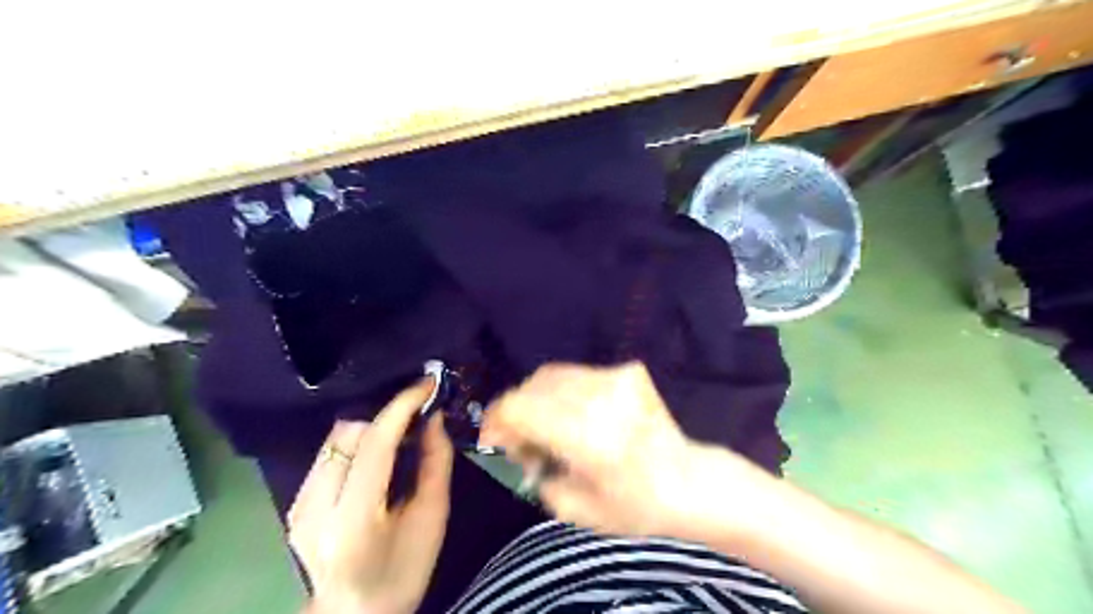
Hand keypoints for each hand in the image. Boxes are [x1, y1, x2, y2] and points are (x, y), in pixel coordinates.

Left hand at [288, 381, 454, 609]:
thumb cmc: (404, 571)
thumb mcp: (432, 518)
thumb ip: (435, 463)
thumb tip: (434, 417)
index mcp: (353, 519)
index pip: (374, 445)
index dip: (401, 407)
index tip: (426, 385)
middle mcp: (315, 508)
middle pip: (348, 433)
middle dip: (386, 416)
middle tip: (417, 416)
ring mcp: (298, 506)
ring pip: (334, 439)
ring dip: (371, 427)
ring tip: (400, 434)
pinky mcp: (294, 503)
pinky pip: (327, 453)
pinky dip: (356, 443)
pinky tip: (376, 454)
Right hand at [482, 360, 757, 536]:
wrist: (690, 481)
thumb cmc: (636, 506)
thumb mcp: (574, 509)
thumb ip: (534, 475)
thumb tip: (515, 450)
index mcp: (586, 435)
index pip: (520, 406)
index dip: (496, 420)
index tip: (493, 442)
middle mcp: (599, 397)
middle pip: (532, 386)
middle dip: (515, 412)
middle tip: (518, 441)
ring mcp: (615, 378)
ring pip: (552, 375)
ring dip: (536, 399)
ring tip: (543, 428)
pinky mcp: (626, 371)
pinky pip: (576, 375)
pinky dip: (561, 393)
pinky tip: (570, 416)